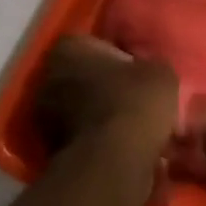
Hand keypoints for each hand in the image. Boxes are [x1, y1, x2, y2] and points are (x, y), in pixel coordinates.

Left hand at [33, 35, 178, 155]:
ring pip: (83, 110)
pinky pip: (84, 137)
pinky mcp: (53, 150)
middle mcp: (48, 77)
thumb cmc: (134, 102)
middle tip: (139, 101)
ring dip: (105, 117)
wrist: (113, 162)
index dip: (120, 57)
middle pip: (85, 78)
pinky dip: (102, 141)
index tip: (139, 72)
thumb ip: (150, 66)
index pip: (94, 44)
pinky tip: (127, 149)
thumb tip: (148, 73)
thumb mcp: (159, 72)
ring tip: (138, 129)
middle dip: (109, 88)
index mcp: (68, 49)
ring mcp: (46, 117)